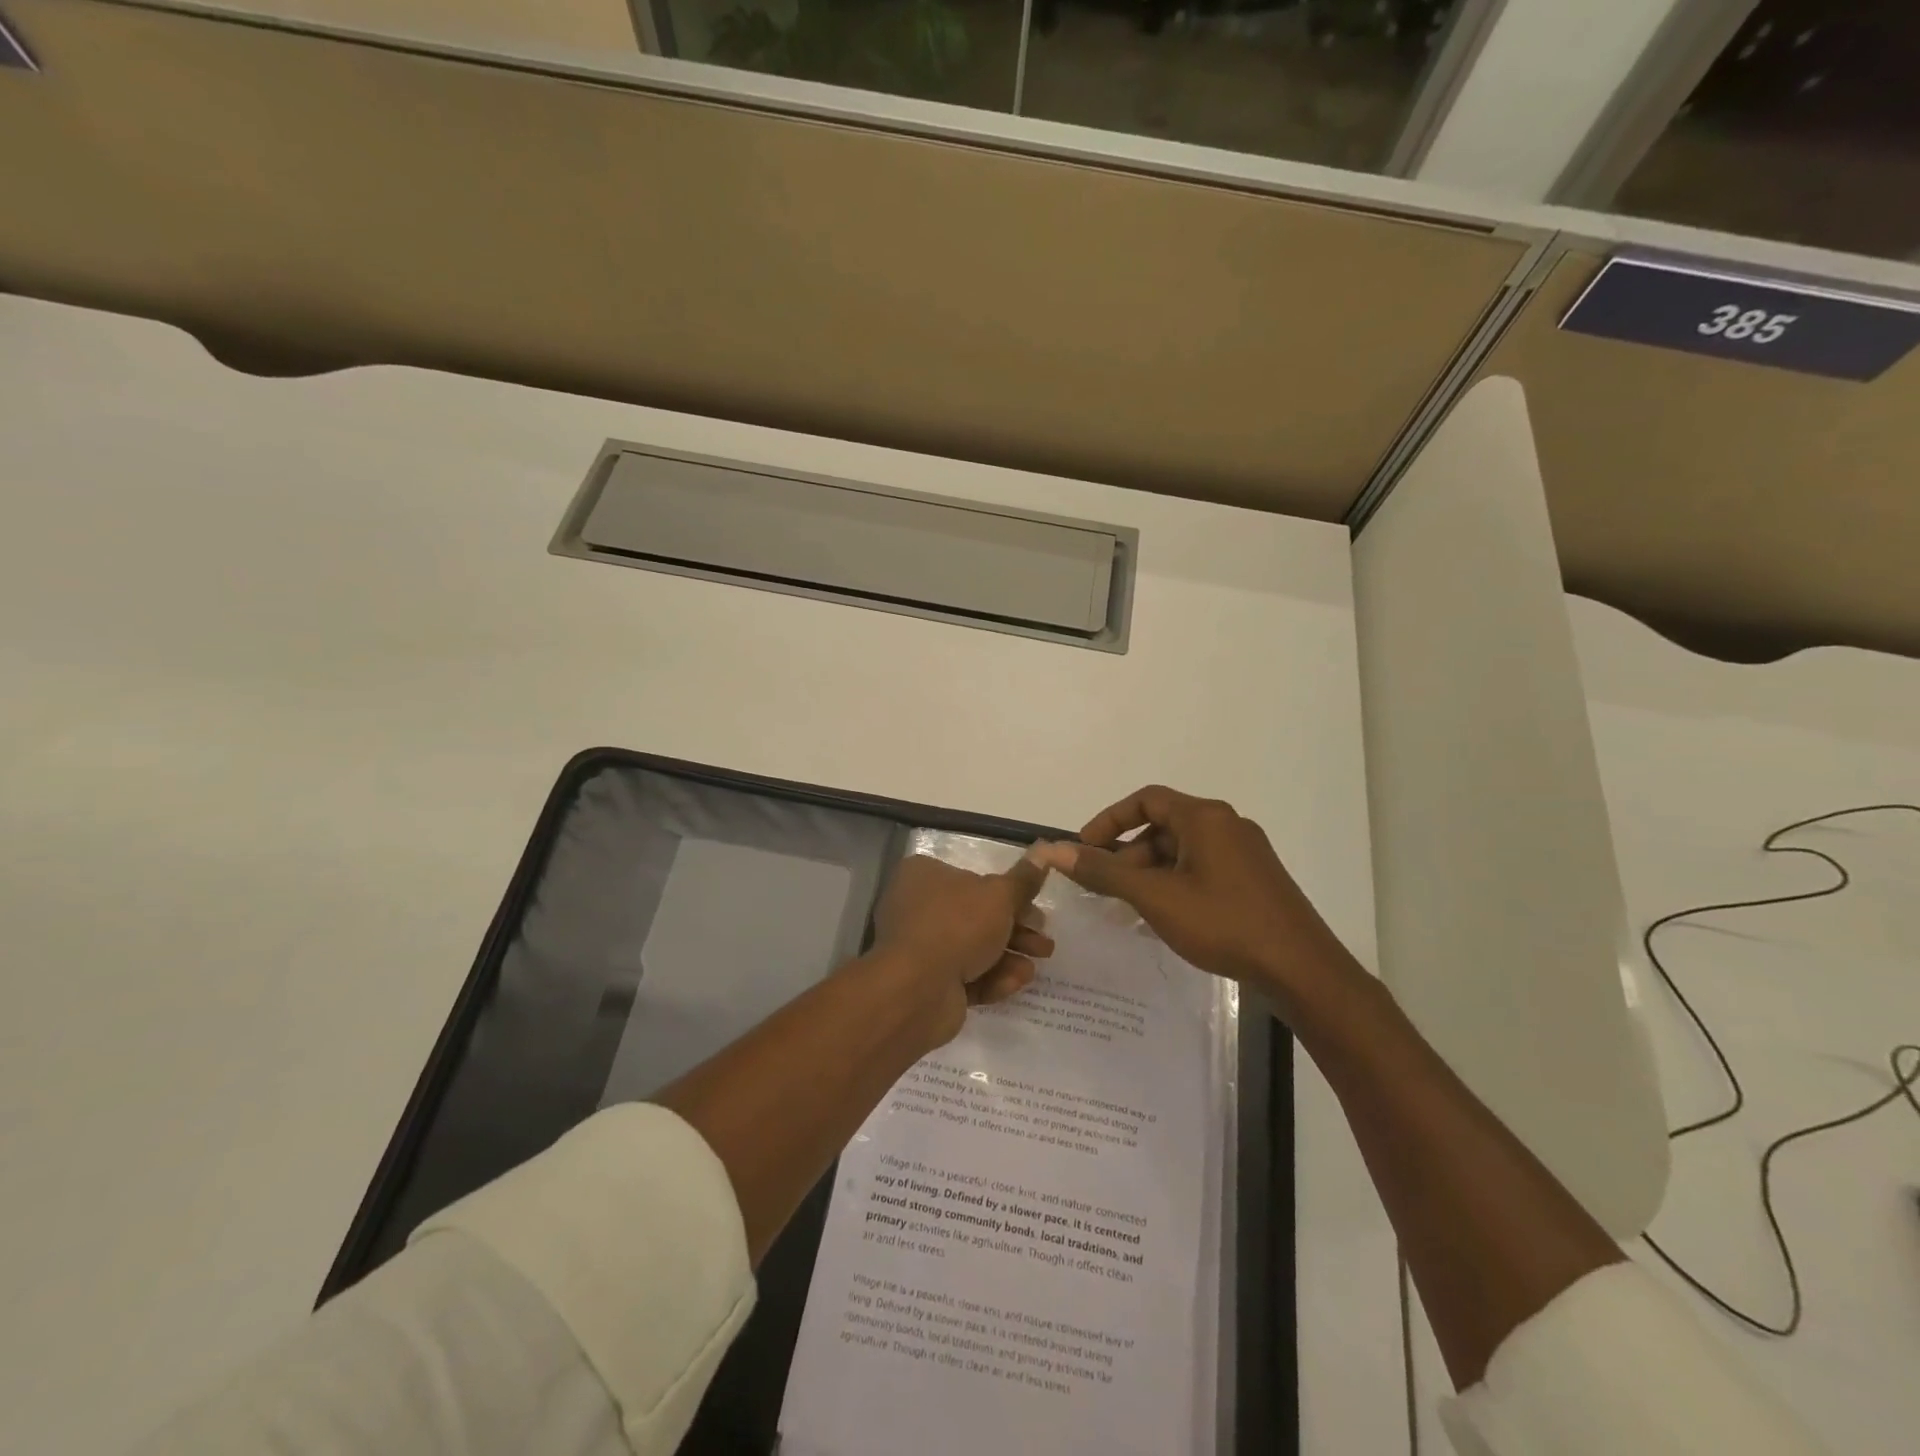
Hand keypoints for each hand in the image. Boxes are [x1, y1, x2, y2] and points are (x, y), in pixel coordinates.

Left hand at [869, 850, 1054, 1045]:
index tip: (1035, 908)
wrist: (918, 990)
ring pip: (974, 949)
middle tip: (1044, 943)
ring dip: (1008, 956)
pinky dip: (991, 978)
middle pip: (976, 916)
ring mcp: (920, 948)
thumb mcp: (999, 896)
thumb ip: (1023, 879)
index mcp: (924, 875)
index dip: (1008, 894)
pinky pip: (964, 976)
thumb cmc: (957, 925)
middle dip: (1015, 930)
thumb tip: (1044, 851)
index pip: (972, 878)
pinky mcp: (927, 984)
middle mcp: (917, 907)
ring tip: (1036, 966)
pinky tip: (1015, 982)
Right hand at [1041, 786, 1357, 1001]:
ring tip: (1130, 907)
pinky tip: (1165, 917)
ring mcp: (1244, 853)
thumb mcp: (1155, 897)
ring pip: (1183, 851)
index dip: (1109, 820)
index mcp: (1205, 817)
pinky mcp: (1253, 880)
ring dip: (1150, 872)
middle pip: (1163, 826)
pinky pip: (1202, 869)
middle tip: (1105, 887)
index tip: (1085, 848)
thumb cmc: (1224, 923)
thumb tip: (1052, 850)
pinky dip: (1174, 883)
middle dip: (1128, 853)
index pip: (1146, 799)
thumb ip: (1103, 872)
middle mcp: (1227, 825)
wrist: (1301, 970)